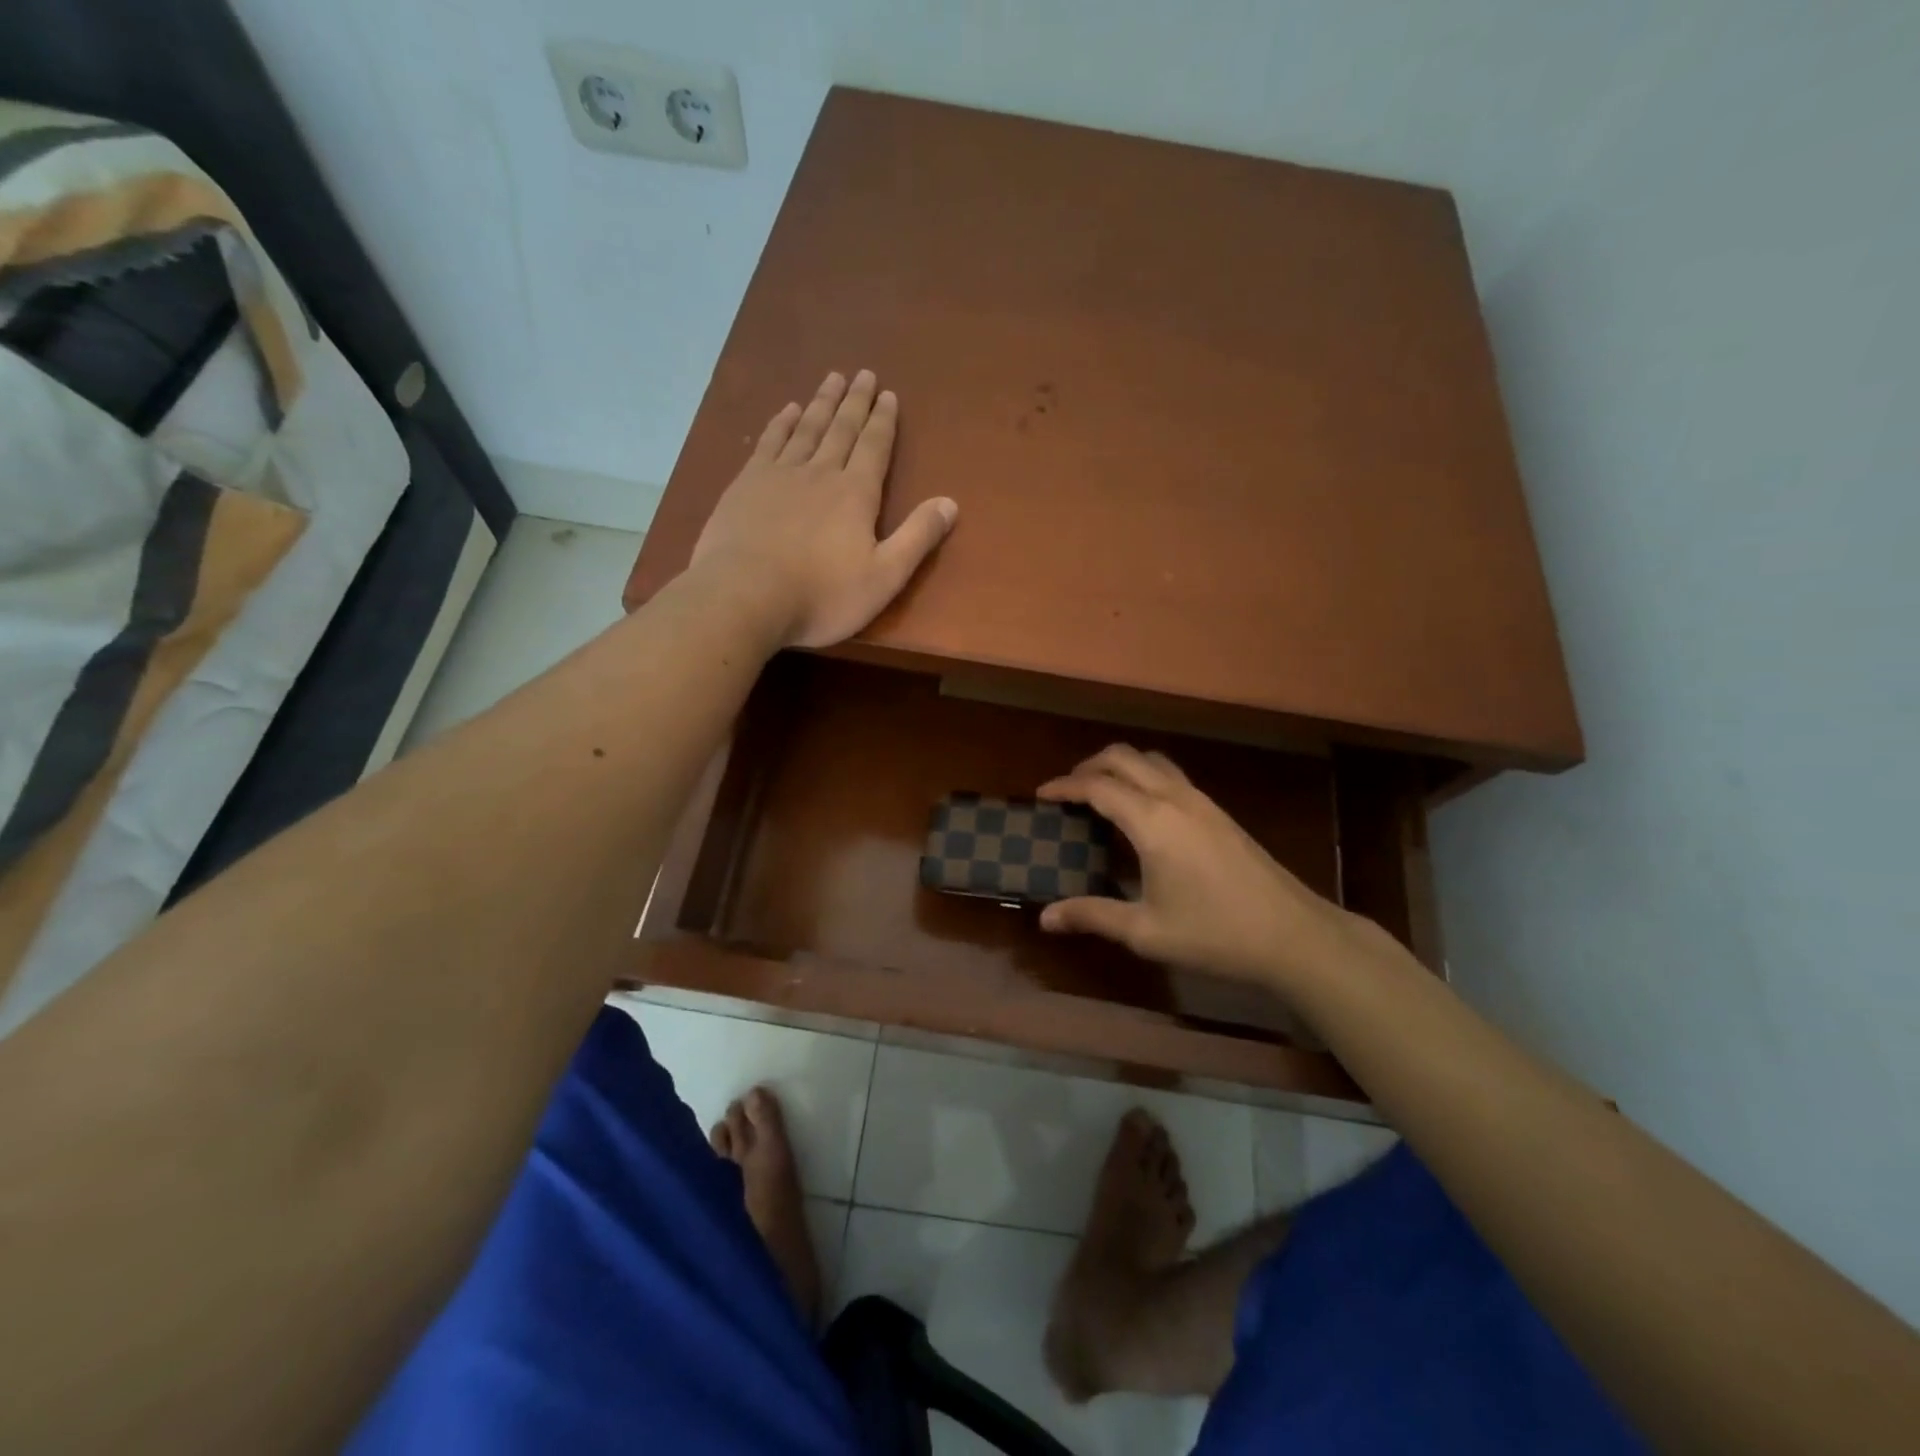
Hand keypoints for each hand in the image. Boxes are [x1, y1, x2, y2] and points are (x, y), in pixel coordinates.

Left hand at [690, 370, 957, 648]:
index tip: (888, 394)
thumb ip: (917, 538)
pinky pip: (769, 442)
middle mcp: (820, 473)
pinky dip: (781, 423)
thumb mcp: (883, 577)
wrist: (745, 596)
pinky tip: (787, 410)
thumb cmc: (821, 595)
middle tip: (863, 374)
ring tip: (832, 378)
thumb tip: (950, 502)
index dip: (883, 421)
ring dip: (821, 403)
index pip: (875, 447)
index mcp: (856, 494)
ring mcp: (779, 474)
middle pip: (842, 429)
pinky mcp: (746, 484)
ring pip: (806, 428)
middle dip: (855, 402)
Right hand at [1036, 745, 1379, 992]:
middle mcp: (1174, 798)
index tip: (1041, 795)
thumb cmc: (1215, 934)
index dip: (1064, 786)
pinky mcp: (1218, 812)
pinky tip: (1141, 812)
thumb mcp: (1146, 931)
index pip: (1097, 786)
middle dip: (1089, 766)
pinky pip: (1171, 776)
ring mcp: (1201, 801)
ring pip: (1151, 761)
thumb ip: (1093, 916)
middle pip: (1123, 757)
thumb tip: (1045, 918)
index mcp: (1152, 821)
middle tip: (1067, 792)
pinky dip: (1143, 777)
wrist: (1293, 934)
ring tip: (1100, 794)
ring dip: (1120, 766)